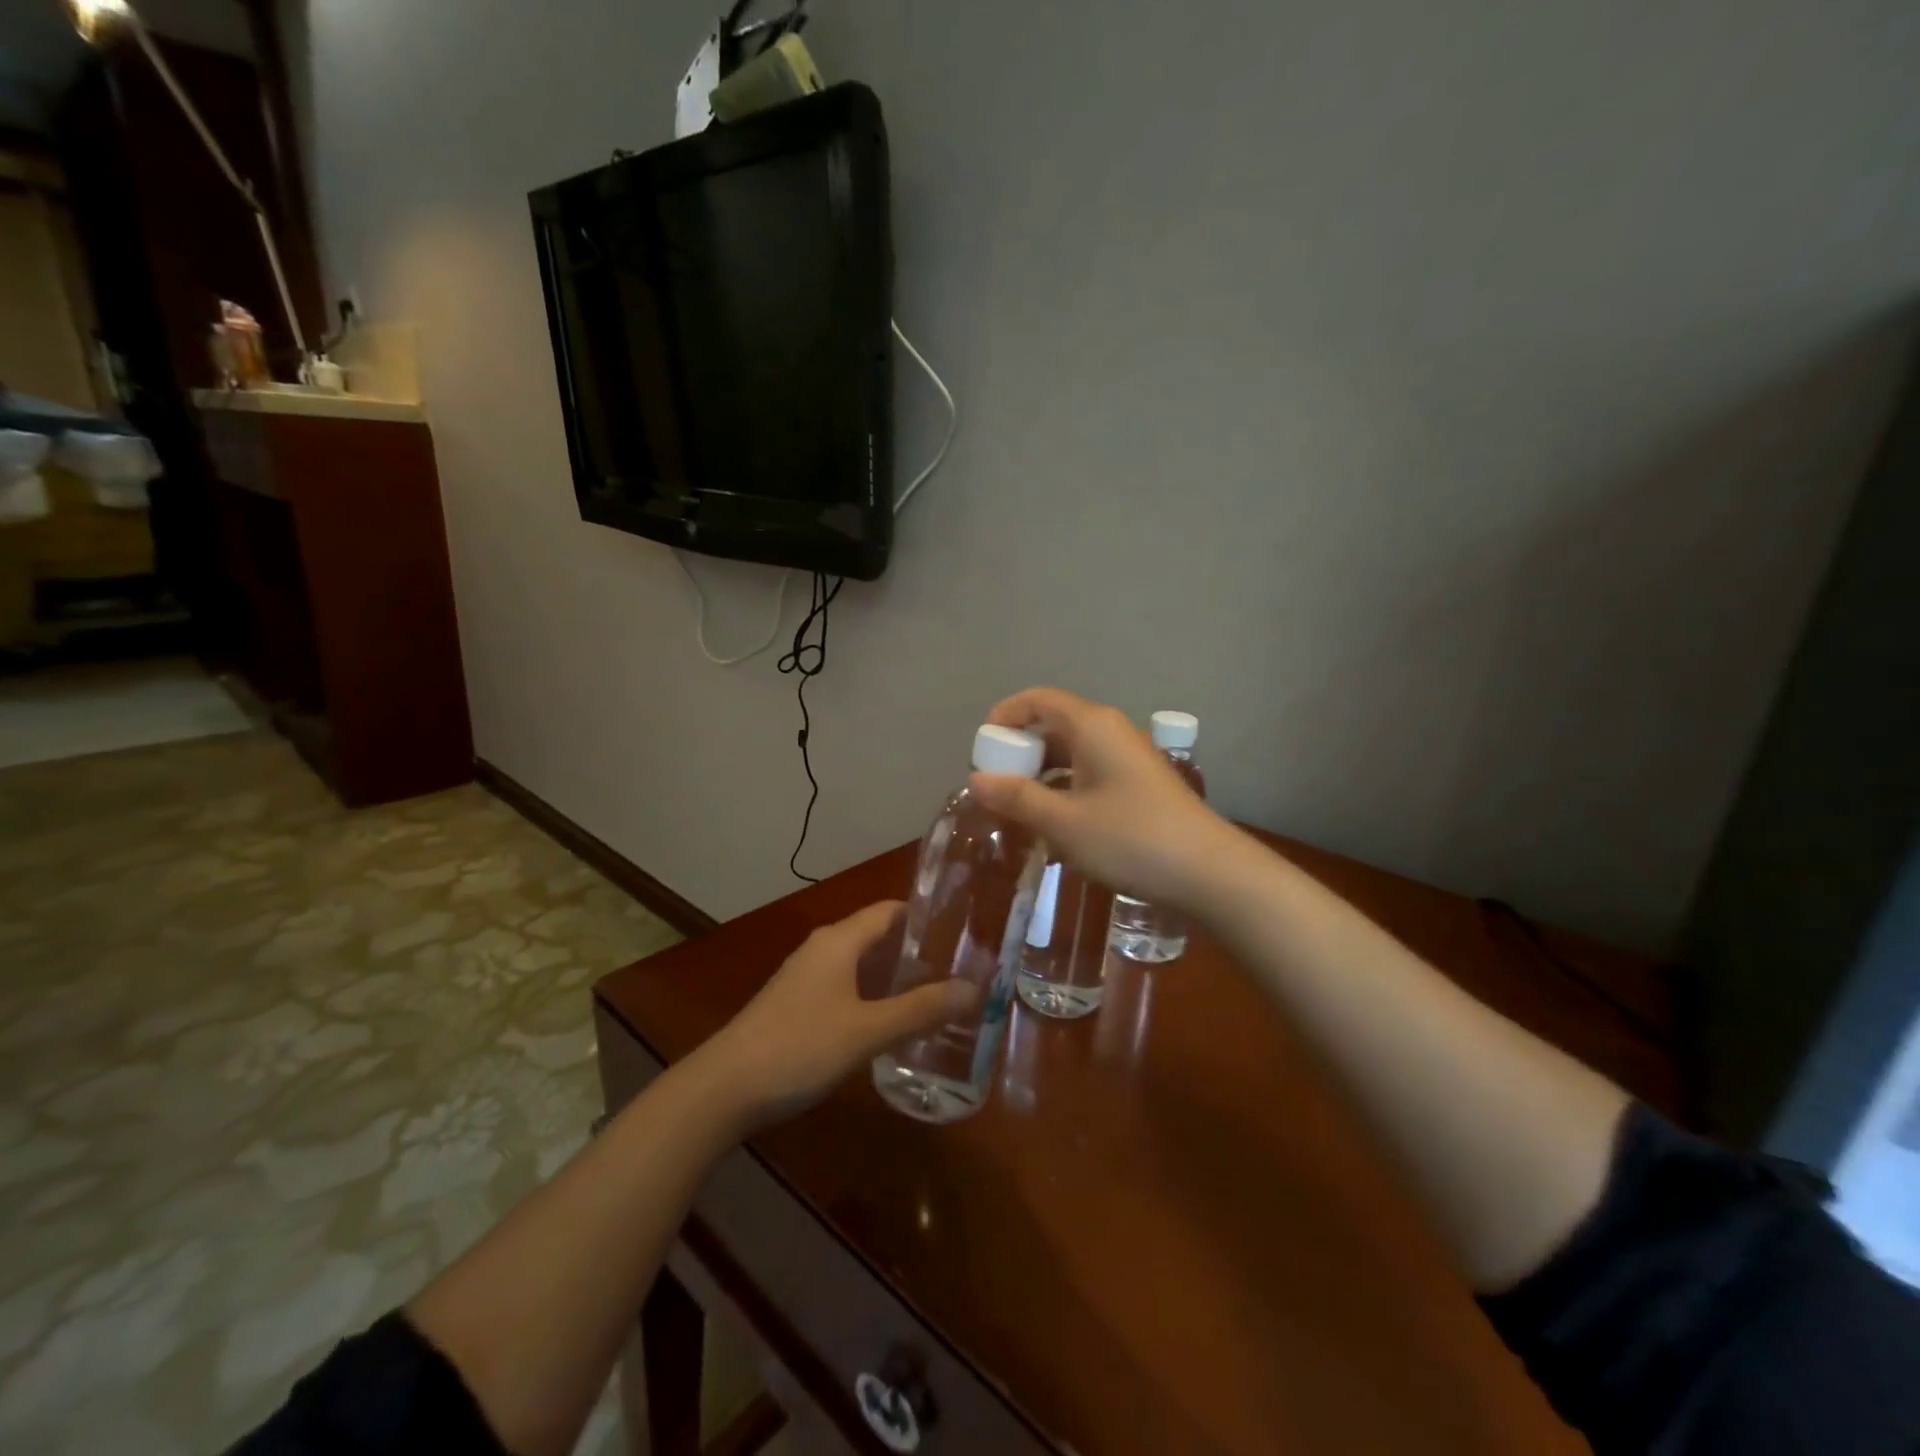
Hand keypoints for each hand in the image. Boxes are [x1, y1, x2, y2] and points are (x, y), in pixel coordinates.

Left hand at [694, 902, 975, 1130]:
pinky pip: (845, 987)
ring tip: (935, 995)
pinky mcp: (795, 1005)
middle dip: (915, 950)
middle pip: (877, 935)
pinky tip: (890, 1022)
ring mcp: (805, 977)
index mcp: (839, 941)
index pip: (889, 910)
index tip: (963, 931)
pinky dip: (872, 995)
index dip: (925, 916)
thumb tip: (973, 989)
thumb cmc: (799, 1047)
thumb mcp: (867, 1031)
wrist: (722, 1089)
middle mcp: (822, 949)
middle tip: (959, 969)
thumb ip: (919, 1010)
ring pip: (860, 964)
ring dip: (893, 976)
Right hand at [970, 687, 1244, 910]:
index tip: (982, 747)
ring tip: (1019, 812)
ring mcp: (1129, 759)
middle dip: (1021, 753)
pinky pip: (1091, 775)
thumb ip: (1017, 798)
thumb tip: (976, 780)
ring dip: (1043, 777)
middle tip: (995, 787)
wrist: (1208, 873)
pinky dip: (1066, 791)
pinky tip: (1056, 827)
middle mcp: (1111, 732)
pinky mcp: (1140, 786)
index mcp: (1092, 725)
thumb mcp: (1063, 822)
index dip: (1006, 716)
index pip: (1039, 699)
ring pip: (1073, 755)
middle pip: (1055, 726)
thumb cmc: (1130, 839)